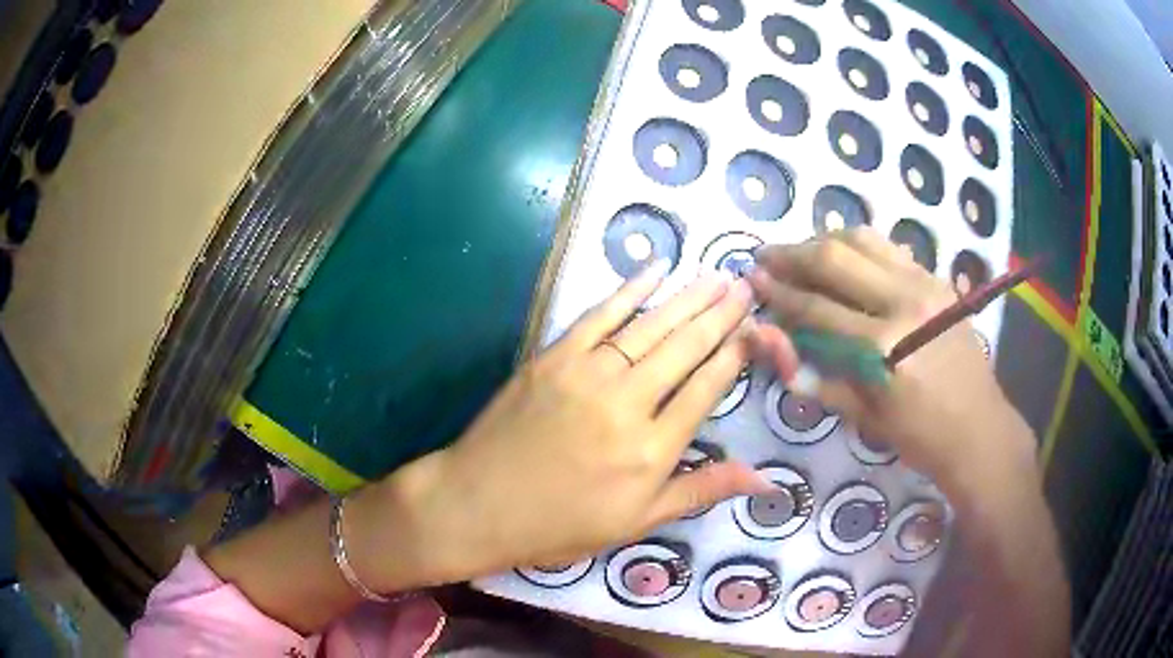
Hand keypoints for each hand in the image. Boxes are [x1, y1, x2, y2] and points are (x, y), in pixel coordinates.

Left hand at [348, 262, 774, 591]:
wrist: (479, 505)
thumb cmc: (560, 524)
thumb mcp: (637, 522)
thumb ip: (701, 491)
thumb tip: (765, 479)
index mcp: (652, 450)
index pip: (706, 389)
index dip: (733, 355)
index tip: (754, 329)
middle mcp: (627, 404)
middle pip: (685, 348)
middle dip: (720, 315)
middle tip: (745, 287)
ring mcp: (587, 374)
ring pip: (649, 327)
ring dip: (687, 298)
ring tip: (717, 277)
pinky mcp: (553, 357)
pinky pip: (599, 315)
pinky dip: (629, 289)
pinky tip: (656, 270)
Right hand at [747, 228, 1036, 489]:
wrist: (979, 428)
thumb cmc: (919, 436)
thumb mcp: (863, 418)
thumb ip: (817, 378)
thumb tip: (772, 344)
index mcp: (882, 348)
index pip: (816, 308)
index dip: (779, 292)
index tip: (751, 279)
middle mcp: (903, 302)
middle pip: (835, 258)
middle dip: (792, 254)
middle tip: (765, 255)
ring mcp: (924, 284)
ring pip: (862, 239)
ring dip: (824, 239)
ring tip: (800, 250)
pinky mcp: (937, 279)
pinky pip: (889, 248)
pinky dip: (859, 245)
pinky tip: (844, 256)